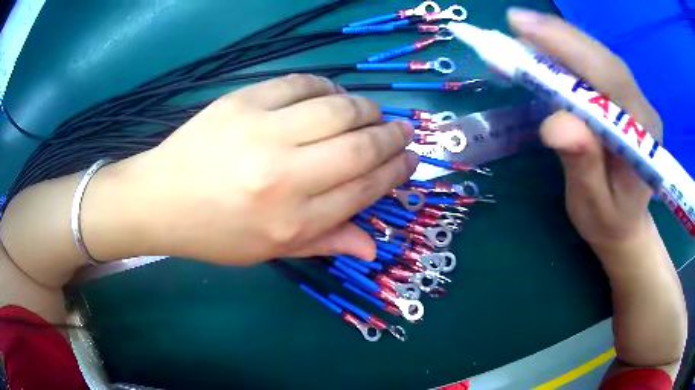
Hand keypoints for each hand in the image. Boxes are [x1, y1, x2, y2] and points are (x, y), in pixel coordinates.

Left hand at [85, 74, 417, 265]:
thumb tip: (373, 246)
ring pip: (337, 109)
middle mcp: (283, 176)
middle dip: (392, 136)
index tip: (411, 160)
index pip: (364, 189)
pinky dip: (326, 86)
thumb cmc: (214, 233)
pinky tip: (331, 95)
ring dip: (366, 108)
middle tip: (404, 130)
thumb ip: (325, 242)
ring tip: (373, 113)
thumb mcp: (269, 251)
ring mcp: (261, 132)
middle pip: (359, 147)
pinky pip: (301, 83)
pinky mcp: (242, 101)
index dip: (395, 172)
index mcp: (292, 221)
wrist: (159, 199)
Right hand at [508, 9, 662, 249]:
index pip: (611, 79)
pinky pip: (592, 66)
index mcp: (643, 137)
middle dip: (559, 36)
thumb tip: (557, 123)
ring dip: (558, 40)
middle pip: (602, 59)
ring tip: (522, 32)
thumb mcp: (593, 204)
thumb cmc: (609, 222)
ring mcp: (632, 98)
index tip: (525, 29)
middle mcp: (641, 107)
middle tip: (515, 22)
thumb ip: (582, 165)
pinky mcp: (620, 97)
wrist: (625, 225)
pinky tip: (542, 48)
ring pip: (596, 56)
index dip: (570, 48)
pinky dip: (564, 52)